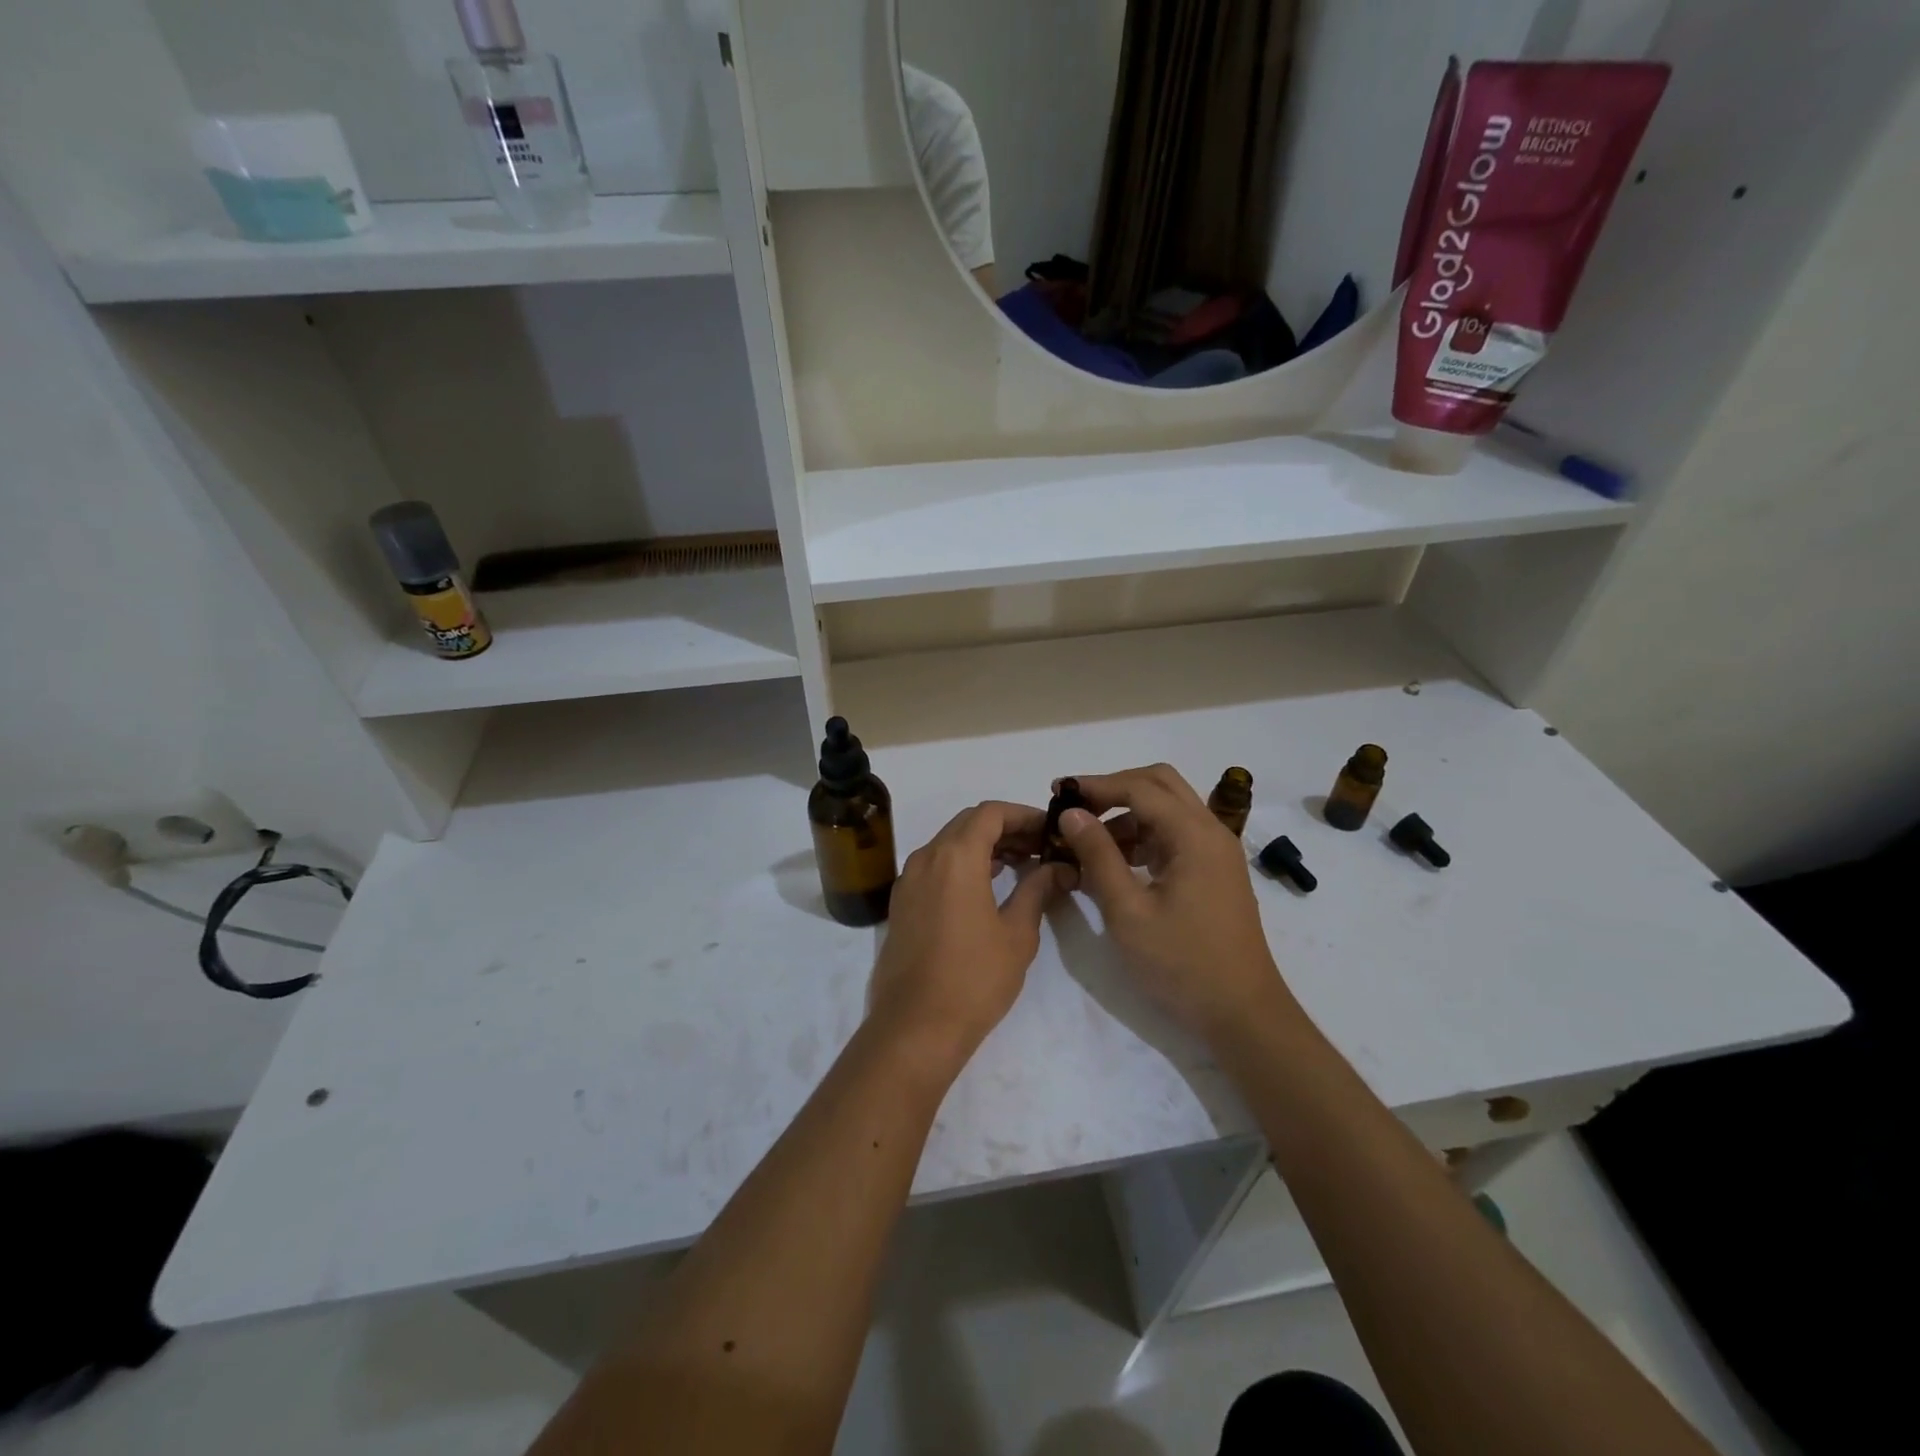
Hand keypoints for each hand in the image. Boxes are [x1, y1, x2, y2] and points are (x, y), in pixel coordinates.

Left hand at [867, 801, 1068, 1070]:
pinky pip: (934, 866)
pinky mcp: (901, 904)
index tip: (1049, 831)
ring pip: (948, 844)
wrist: (915, 1027)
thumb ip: (1038, 890)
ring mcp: (908, 881)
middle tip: (1038, 848)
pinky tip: (986, 888)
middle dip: (1005, 828)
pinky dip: (961, 864)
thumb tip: (1059, 868)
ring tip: (1019, 866)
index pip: (990, 813)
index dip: (1023, 815)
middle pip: (967, 823)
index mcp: (955, 857)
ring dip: (982, 846)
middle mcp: (926, 858)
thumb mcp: (1017, 933)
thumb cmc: (974, 978)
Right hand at [1057, 765, 1297, 1044]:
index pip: (1139, 788)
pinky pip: (1174, 835)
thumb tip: (1072, 813)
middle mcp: (1211, 831)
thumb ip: (1098, 855)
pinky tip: (1115, 862)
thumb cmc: (1181, 963)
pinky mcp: (1213, 871)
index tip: (1058, 792)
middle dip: (1114, 788)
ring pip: (1168, 808)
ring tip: (1086, 840)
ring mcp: (1216, 852)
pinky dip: (1142, 836)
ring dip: (1127, 813)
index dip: (1096, 785)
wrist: (1242, 1014)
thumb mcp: (1127, 911)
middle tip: (1075, 806)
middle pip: (1160, 784)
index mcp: (1195, 835)